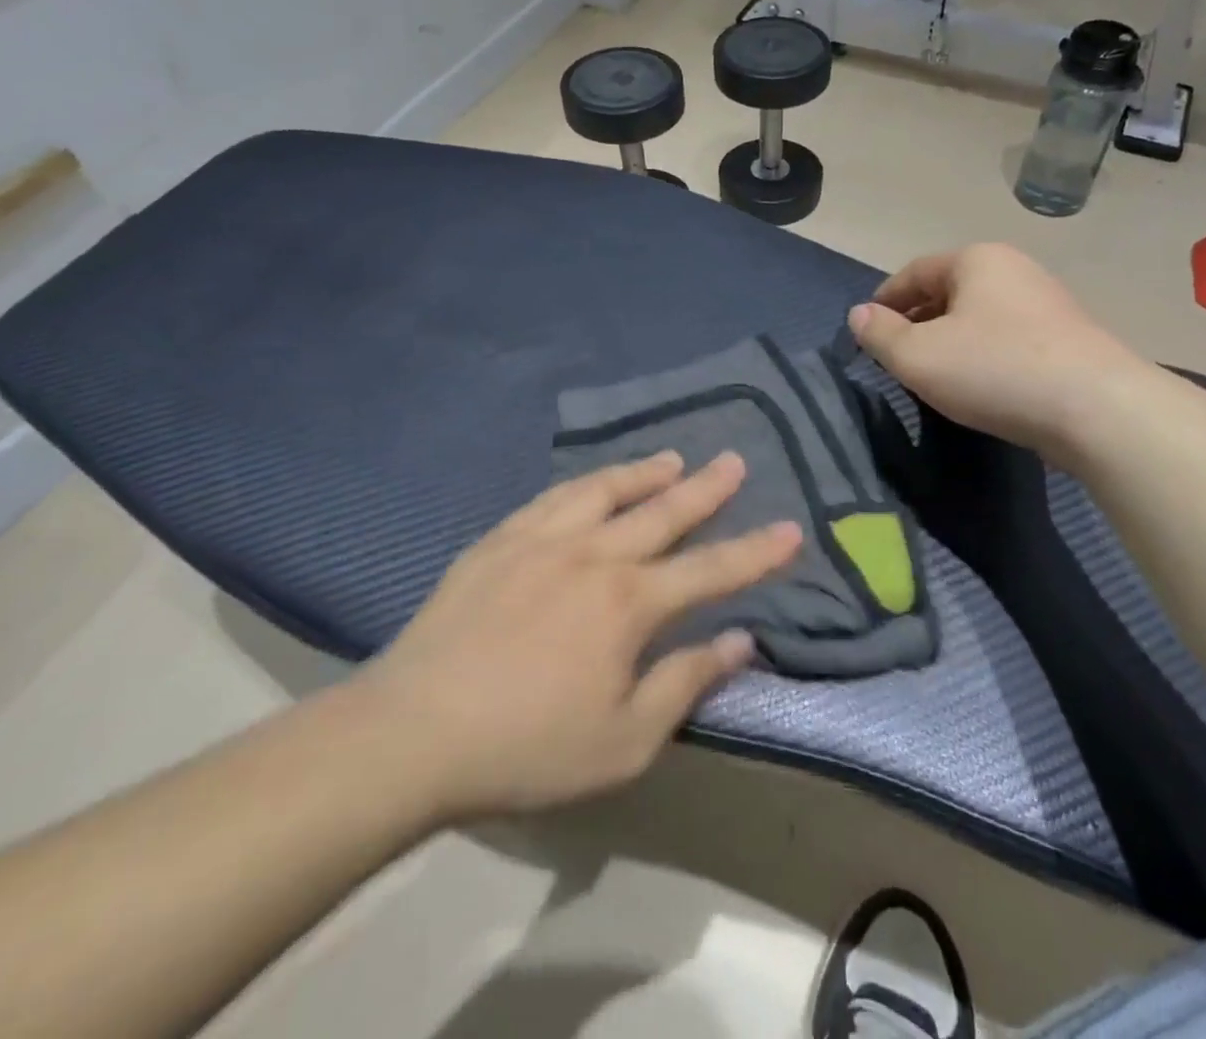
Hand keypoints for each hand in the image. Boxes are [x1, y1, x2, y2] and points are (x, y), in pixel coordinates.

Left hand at [355, 451, 798, 821]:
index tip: (790, 528)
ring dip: (645, 472)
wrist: (414, 730)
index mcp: (629, 603)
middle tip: (734, 459)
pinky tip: (592, 482)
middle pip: (663, 512)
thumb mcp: (623, 741)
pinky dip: (586, 483)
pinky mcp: (500, 539)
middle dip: (706, 488)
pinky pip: (554, 497)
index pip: (710, 569)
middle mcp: (594, 554)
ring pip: (606, 490)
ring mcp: (543, 539)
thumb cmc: (527, 747)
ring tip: (672, 458)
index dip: (755, 551)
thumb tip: (739, 640)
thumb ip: (685, 682)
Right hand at [847, 243, 1144, 454]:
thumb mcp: (918, 356)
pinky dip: (982, 354)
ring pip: (979, 316)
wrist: (1098, 409)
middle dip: (916, 320)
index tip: (866, 330)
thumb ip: (880, 334)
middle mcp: (1014, 270)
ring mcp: (1047, 303)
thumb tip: (859, 315)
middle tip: (895, 356)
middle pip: (948, 291)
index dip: (884, 300)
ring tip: (933, 374)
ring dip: (950, 340)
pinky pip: (1008, 338)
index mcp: (976, 260)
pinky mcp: (1069, 339)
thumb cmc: (995, 370)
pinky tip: (978, 385)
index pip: (914, 272)